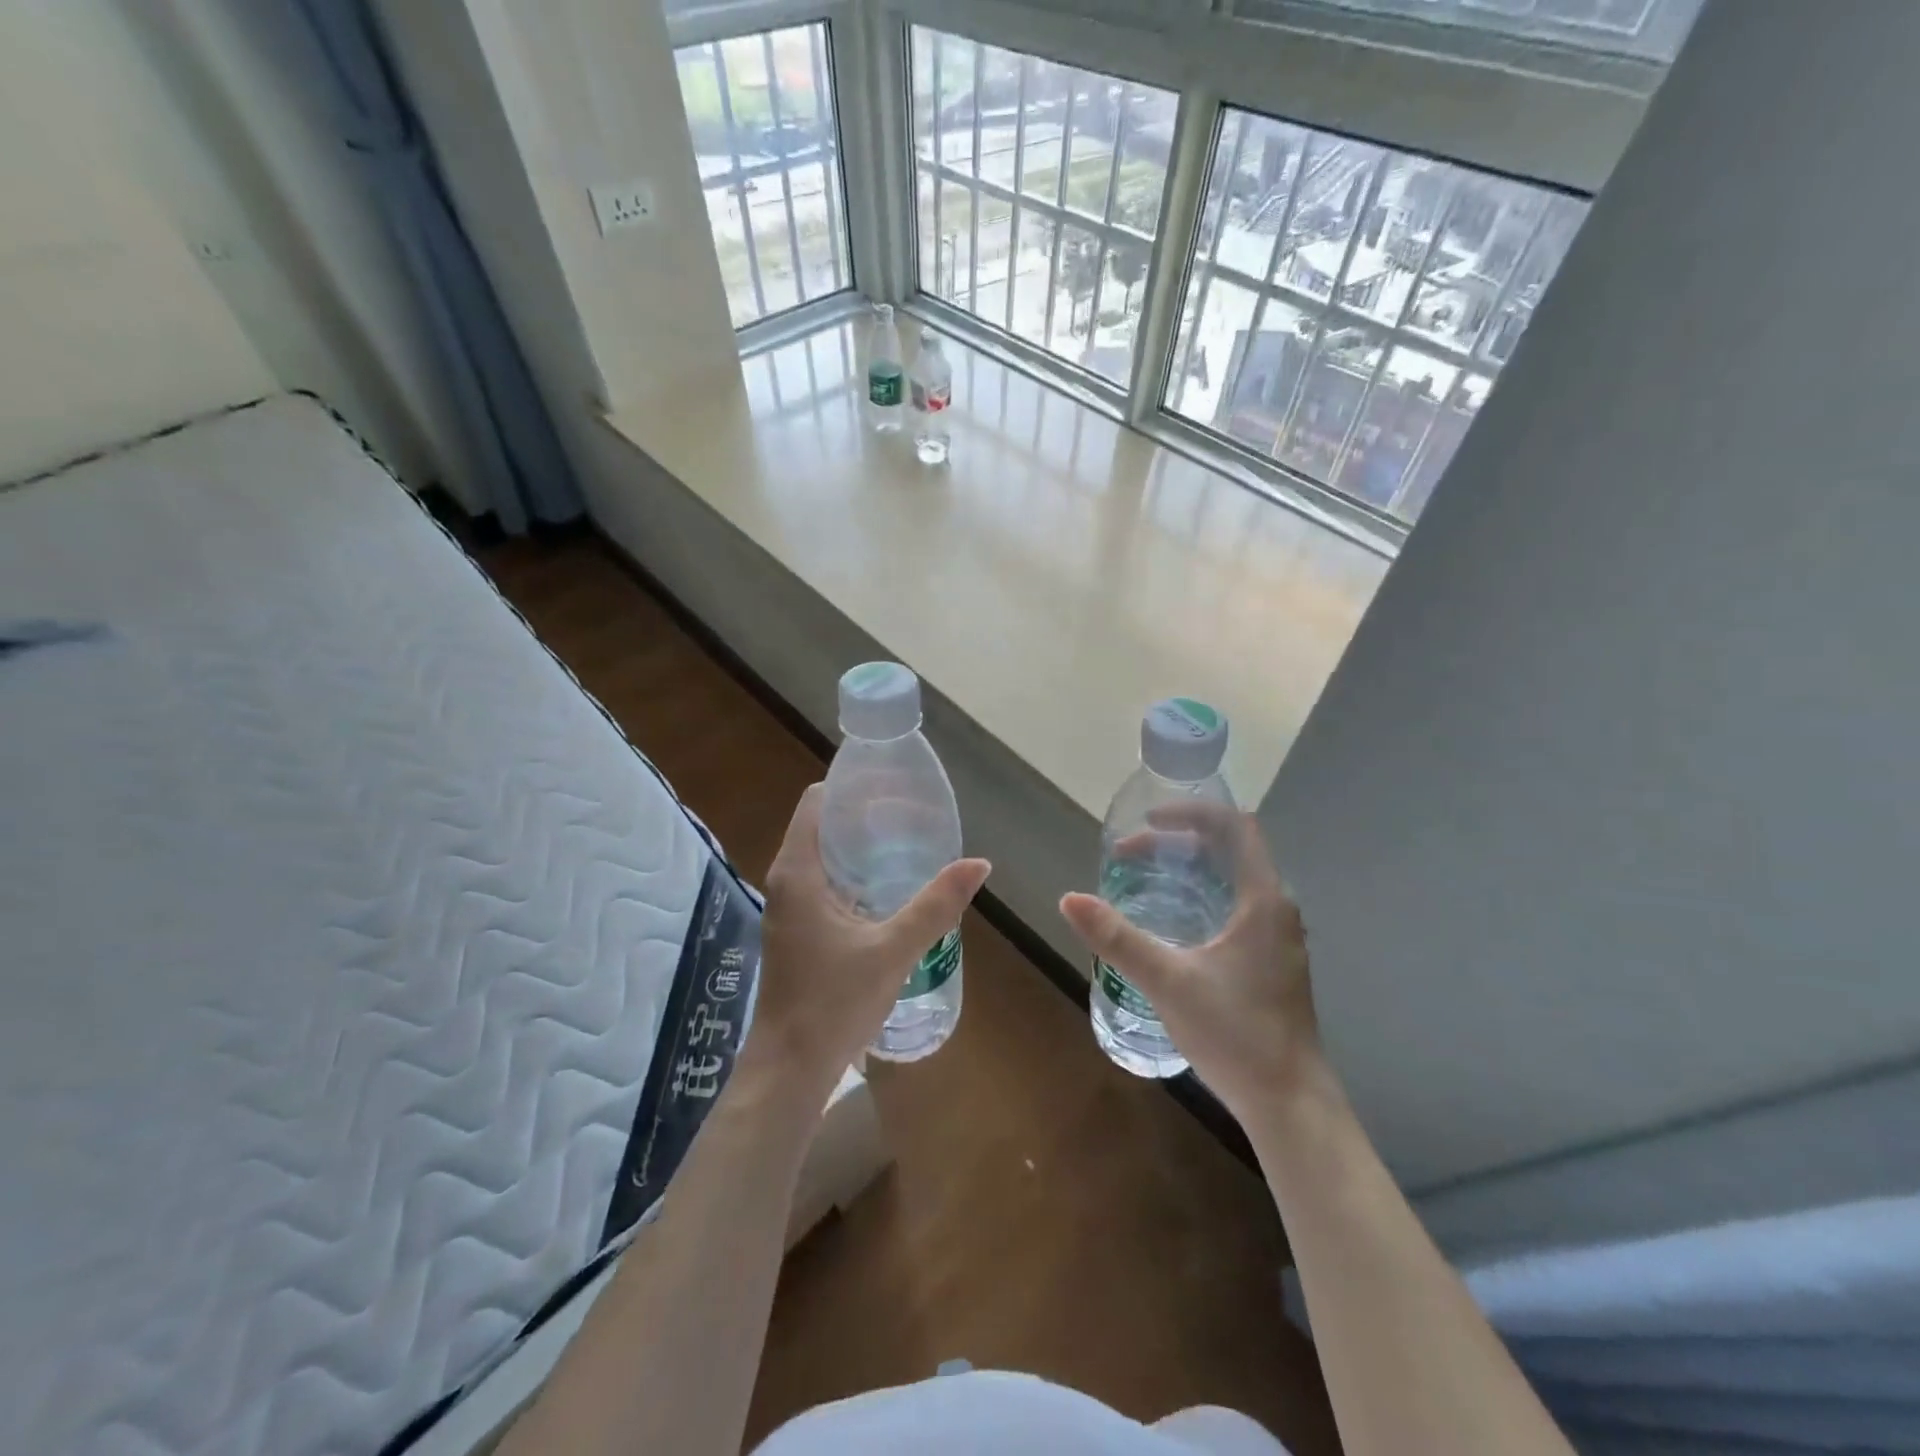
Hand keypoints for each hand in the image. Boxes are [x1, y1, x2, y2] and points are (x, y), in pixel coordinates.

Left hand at [750, 784, 990, 1093]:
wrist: (790, 1067)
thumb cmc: (833, 1002)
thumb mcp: (892, 950)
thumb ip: (936, 905)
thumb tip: (979, 864)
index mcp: (797, 872)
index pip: (817, 802)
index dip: (852, 787)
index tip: (893, 787)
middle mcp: (786, 881)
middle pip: (823, 826)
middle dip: (864, 817)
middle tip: (913, 816)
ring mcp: (789, 908)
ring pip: (824, 858)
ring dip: (860, 849)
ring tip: (909, 845)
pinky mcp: (797, 930)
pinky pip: (825, 884)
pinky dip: (854, 876)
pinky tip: (890, 890)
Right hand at [1059, 805, 1322, 1121]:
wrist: (1289, 1103)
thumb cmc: (1236, 1034)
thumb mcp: (1169, 981)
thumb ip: (1118, 938)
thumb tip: (1069, 899)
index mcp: (1263, 900)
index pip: (1234, 826)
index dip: (1190, 812)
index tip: (1147, 821)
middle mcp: (1275, 908)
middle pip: (1230, 848)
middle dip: (1178, 841)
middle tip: (1128, 856)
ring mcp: (1276, 935)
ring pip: (1232, 878)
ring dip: (1189, 868)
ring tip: (1141, 879)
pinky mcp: (1270, 959)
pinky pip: (1234, 904)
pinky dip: (1200, 894)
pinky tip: (1170, 921)